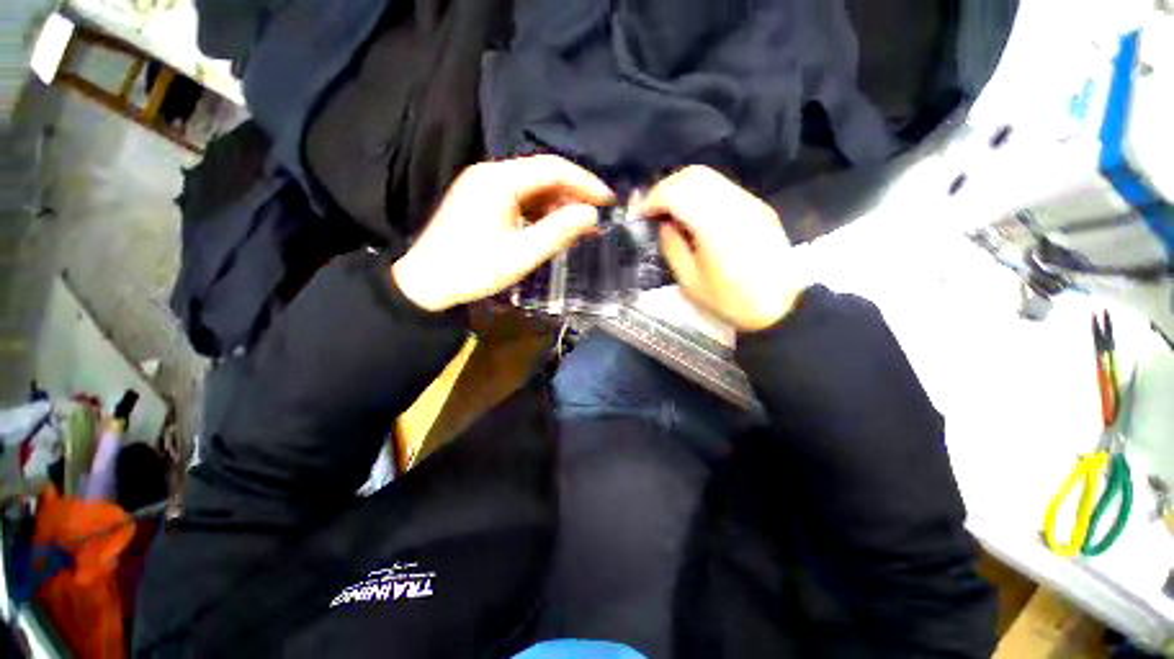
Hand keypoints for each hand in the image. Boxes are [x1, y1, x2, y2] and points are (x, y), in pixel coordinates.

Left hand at [393, 155, 613, 311]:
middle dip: (573, 193)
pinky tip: (554, 226)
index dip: (584, 182)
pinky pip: (520, 198)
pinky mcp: (482, 200)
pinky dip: (541, 211)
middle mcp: (490, 174)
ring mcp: (484, 186)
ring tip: (580, 225)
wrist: (427, 283)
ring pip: (533, 187)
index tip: (608, 199)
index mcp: (498, 181)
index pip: (552, 169)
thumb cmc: (473, 270)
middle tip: (597, 216)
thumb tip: (592, 214)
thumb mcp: (520, 255)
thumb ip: (557, 232)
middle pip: (543, 174)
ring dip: (558, 204)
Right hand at [637, 166, 802, 331]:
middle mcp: (734, 203)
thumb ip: (672, 247)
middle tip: (653, 210)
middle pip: (693, 175)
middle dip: (665, 187)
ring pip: (710, 176)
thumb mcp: (691, 282)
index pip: (677, 191)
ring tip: (670, 211)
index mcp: (715, 225)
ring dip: (682, 188)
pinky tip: (694, 214)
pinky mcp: (759, 206)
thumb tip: (664, 225)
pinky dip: (700, 193)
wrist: (781, 307)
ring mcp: (750, 201)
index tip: (641, 214)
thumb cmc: (731, 300)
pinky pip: (723, 187)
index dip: (653, 198)